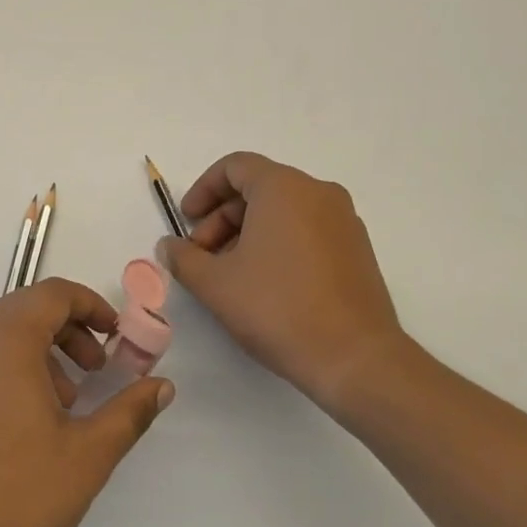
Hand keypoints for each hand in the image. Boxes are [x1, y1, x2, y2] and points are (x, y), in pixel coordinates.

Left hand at [0, 279, 173, 526]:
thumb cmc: (21, 496)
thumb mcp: (89, 453)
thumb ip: (130, 411)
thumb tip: (161, 386)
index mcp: (6, 340)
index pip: (52, 293)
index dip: (90, 305)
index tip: (116, 336)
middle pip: (25, 310)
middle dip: (69, 330)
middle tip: (97, 368)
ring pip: (0, 336)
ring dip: (41, 351)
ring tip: (65, 403)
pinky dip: (10, 370)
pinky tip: (27, 423)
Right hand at [157, 151, 408, 413]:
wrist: (356, 359)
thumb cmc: (278, 308)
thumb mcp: (215, 284)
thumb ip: (184, 258)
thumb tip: (169, 246)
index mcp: (284, 187)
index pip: (235, 166)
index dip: (203, 189)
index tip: (186, 221)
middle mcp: (318, 192)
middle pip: (258, 189)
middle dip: (222, 218)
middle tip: (202, 256)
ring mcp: (343, 220)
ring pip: (283, 211)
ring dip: (247, 233)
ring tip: (230, 274)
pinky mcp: (357, 249)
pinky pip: (307, 229)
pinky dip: (278, 243)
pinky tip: (265, 284)